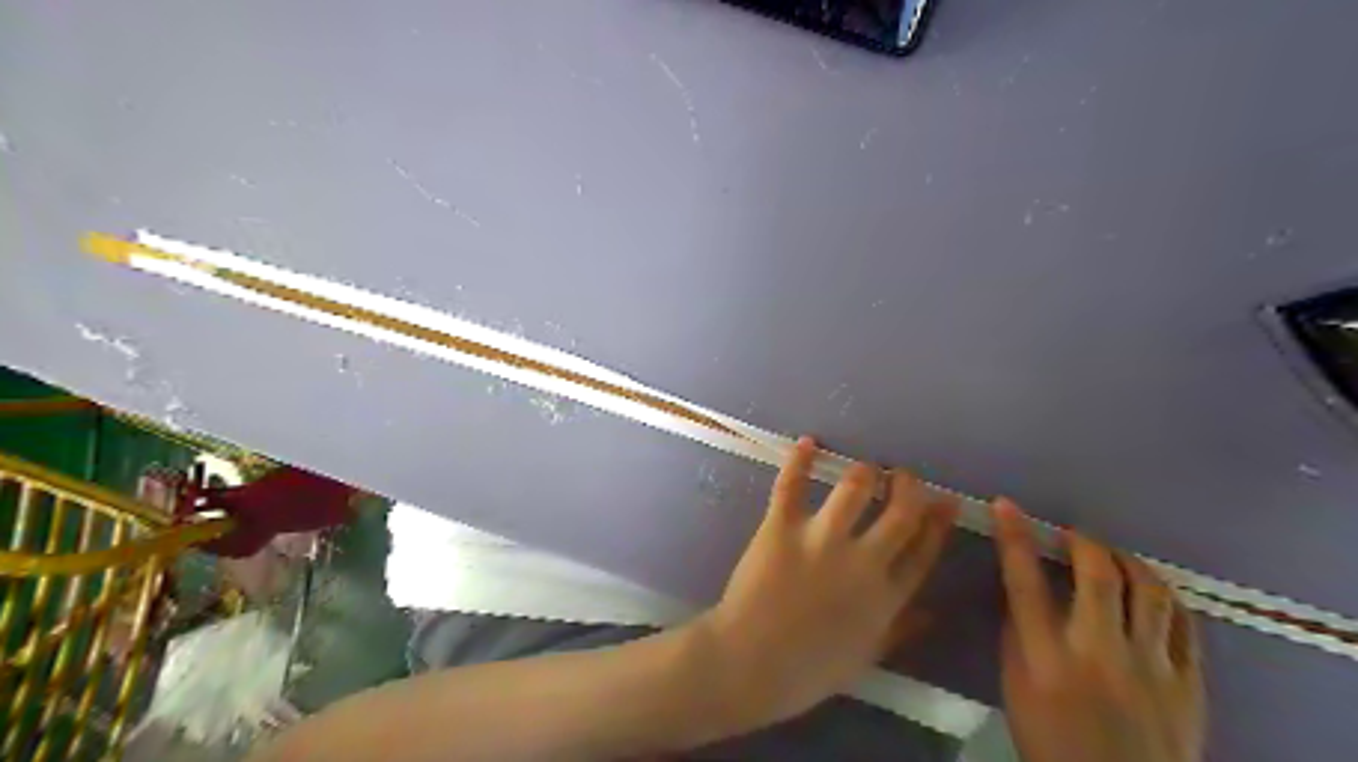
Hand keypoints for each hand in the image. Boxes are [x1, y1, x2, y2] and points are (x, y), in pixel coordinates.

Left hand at [700, 437, 953, 728]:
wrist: (750, 663)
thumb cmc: (807, 670)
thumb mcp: (865, 657)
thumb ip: (900, 630)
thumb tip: (932, 614)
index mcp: (885, 597)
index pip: (923, 550)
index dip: (938, 522)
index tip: (946, 500)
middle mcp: (863, 562)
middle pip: (899, 513)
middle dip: (908, 487)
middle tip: (903, 474)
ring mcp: (821, 540)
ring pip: (854, 488)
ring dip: (864, 472)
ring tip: (865, 469)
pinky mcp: (782, 527)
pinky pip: (792, 485)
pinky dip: (799, 460)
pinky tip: (808, 442)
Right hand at [996, 501, 1201, 761]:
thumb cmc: (1050, 738)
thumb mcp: (1016, 685)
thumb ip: (1017, 632)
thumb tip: (1021, 586)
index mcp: (1047, 658)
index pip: (1025, 582)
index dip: (1014, 537)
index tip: (1005, 505)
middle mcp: (1100, 654)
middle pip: (1097, 577)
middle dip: (1082, 542)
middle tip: (1072, 535)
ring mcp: (1153, 668)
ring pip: (1150, 592)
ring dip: (1127, 562)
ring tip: (1112, 557)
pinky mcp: (1190, 684)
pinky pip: (1185, 623)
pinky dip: (1164, 596)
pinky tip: (1150, 591)